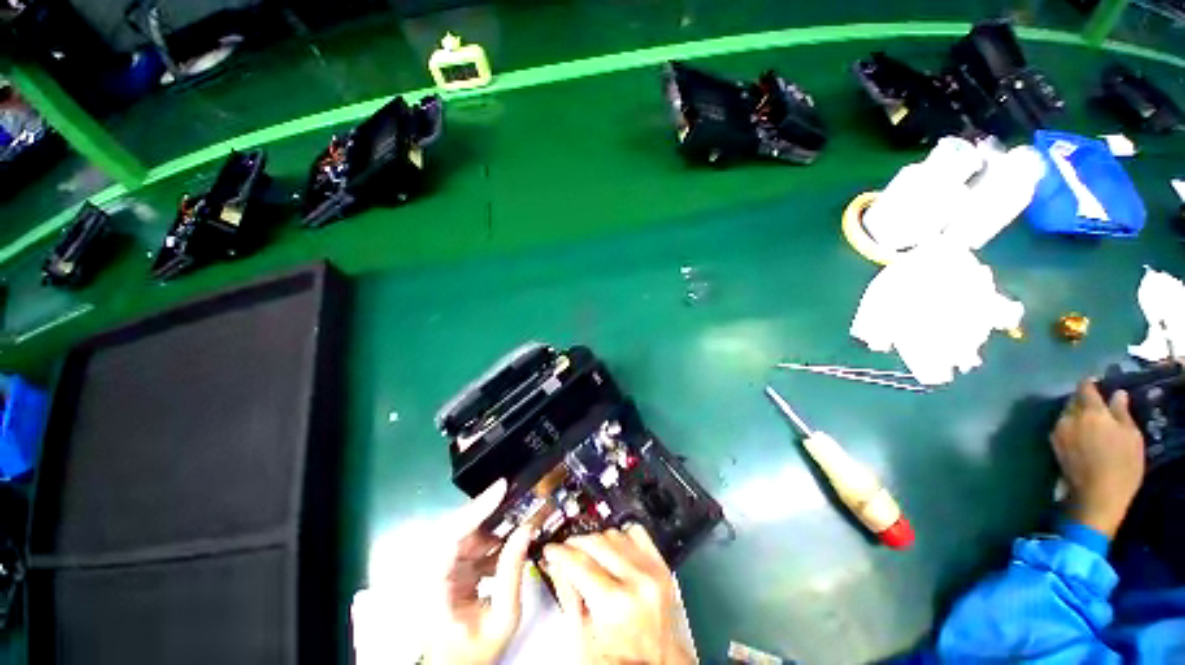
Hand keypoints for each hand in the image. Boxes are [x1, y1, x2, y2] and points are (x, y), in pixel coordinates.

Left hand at [425, 479, 532, 664]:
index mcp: (435, 587)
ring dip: (493, 527)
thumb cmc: (476, 651)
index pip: (451, 536)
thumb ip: (514, 571)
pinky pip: (470, 545)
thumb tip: (526, 529)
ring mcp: (439, 570)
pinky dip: (491, 541)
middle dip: (489, 513)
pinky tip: (509, 542)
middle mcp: (431, 572)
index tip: (501, 487)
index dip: (476, 508)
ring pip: (465, 534)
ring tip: (519, 519)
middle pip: (458, 528)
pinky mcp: (448, 570)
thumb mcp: (504, 617)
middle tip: (517, 500)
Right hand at [542, 525, 694, 664]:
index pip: (579, 562)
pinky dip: (620, 537)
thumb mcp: (582, 637)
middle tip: (565, 553)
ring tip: (589, 558)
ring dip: (597, 542)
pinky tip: (613, 551)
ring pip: (614, 534)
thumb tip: (556, 563)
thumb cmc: (621, 659)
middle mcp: (638, 582)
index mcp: (616, 604)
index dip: (559, 552)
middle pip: (596, 542)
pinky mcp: (662, 565)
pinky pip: (636, 533)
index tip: (551, 550)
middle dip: (575, 545)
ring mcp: (653, 571)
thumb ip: (567, 594)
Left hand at [1051, 381, 1144, 538]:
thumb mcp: (1131, 436)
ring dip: (1075, 413)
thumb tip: (1117, 393)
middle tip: (1096, 404)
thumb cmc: (1121, 465)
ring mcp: (1057, 431)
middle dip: (1082, 399)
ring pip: (1065, 414)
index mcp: (1090, 411)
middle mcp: (1069, 417)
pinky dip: (1070, 426)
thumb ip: (1121, 412)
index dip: (1091, 383)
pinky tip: (1080, 434)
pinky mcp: (1053, 445)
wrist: (1096, 495)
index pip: (1085, 387)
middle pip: (1073, 400)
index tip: (1098, 382)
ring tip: (1089, 421)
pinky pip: (1061, 427)